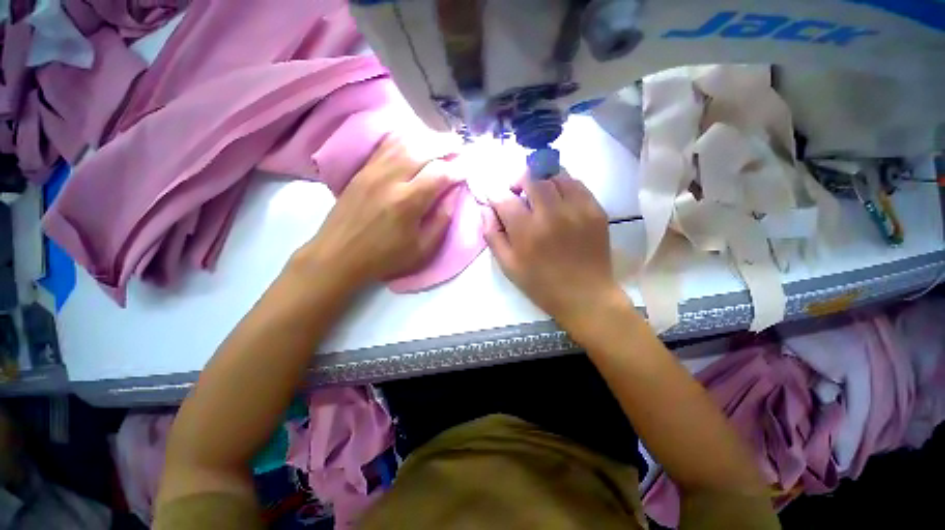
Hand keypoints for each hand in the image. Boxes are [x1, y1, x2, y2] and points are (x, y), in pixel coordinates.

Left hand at [293, 136, 461, 289]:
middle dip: (446, 145)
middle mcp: (390, 179)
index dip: (457, 169)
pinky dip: (405, 139)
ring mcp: (372, 171)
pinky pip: (386, 145)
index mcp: (407, 202)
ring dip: (426, 139)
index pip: (439, 173)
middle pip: (422, 149)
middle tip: (460, 147)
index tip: (468, 170)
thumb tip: (454, 194)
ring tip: (441, 143)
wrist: (338, 256)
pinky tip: (415, 143)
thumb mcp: (422, 250)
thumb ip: (441, 220)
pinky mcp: (362, 170)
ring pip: (404, 142)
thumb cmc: (384, 258)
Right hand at [485, 172, 620, 326]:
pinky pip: (577, 183)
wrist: (585, 296)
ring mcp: (577, 210)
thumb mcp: (508, 266)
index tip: (494, 196)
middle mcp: (551, 214)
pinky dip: (563, 184)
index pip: (503, 197)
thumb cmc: (541, 284)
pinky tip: (559, 198)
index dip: (494, 192)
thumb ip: (493, 235)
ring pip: (555, 175)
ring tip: (539, 194)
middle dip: (518, 181)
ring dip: (541, 180)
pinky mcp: (595, 210)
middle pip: (531, 177)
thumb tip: (486, 209)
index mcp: (526, 231)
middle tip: (517, 192)